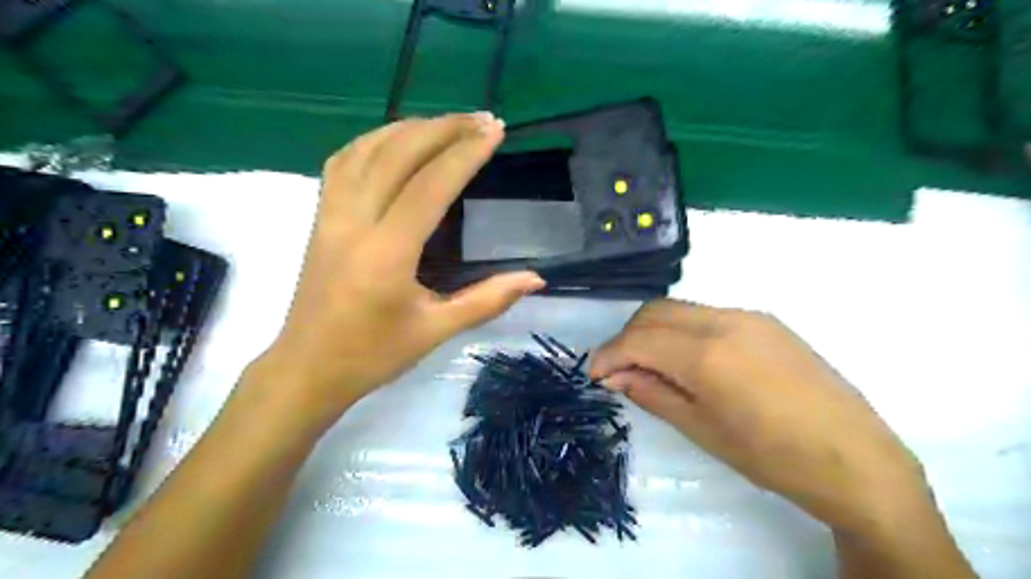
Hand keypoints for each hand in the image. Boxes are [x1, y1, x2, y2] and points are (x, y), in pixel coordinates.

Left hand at [252, 111, 546, 421]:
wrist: (307, 369)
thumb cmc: (373, 355)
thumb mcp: (436, 331)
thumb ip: (488, 300)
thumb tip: (535, 279)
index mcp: (387, 253)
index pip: (429, 186)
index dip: (465, 154)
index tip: (495, 131)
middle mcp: (354, 223)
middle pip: (397, 155)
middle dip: (443, 129)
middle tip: (481, 118)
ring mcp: (330, 216)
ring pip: (366, 150)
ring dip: (408, 128)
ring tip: (446, 122)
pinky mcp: (319, 218)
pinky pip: (343, 162)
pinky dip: (373, 141)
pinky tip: (395, 140)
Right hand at [592, 301, 932, 536]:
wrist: (856, 459)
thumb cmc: (773, 457)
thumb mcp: (702, 430)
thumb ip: (652, 393)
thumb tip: (615, 376)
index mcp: (706, 354)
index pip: (638, 339)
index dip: (609, 354)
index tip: (595, 374)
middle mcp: (724, 321)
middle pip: (654, 312)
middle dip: (627, 337)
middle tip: (619, 370)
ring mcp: (748, 316)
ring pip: (679, 309)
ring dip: (654, 331)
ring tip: (650, 365)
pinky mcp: (765, 321)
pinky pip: (707, 315)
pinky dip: (682, 330)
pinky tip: (688, 360)